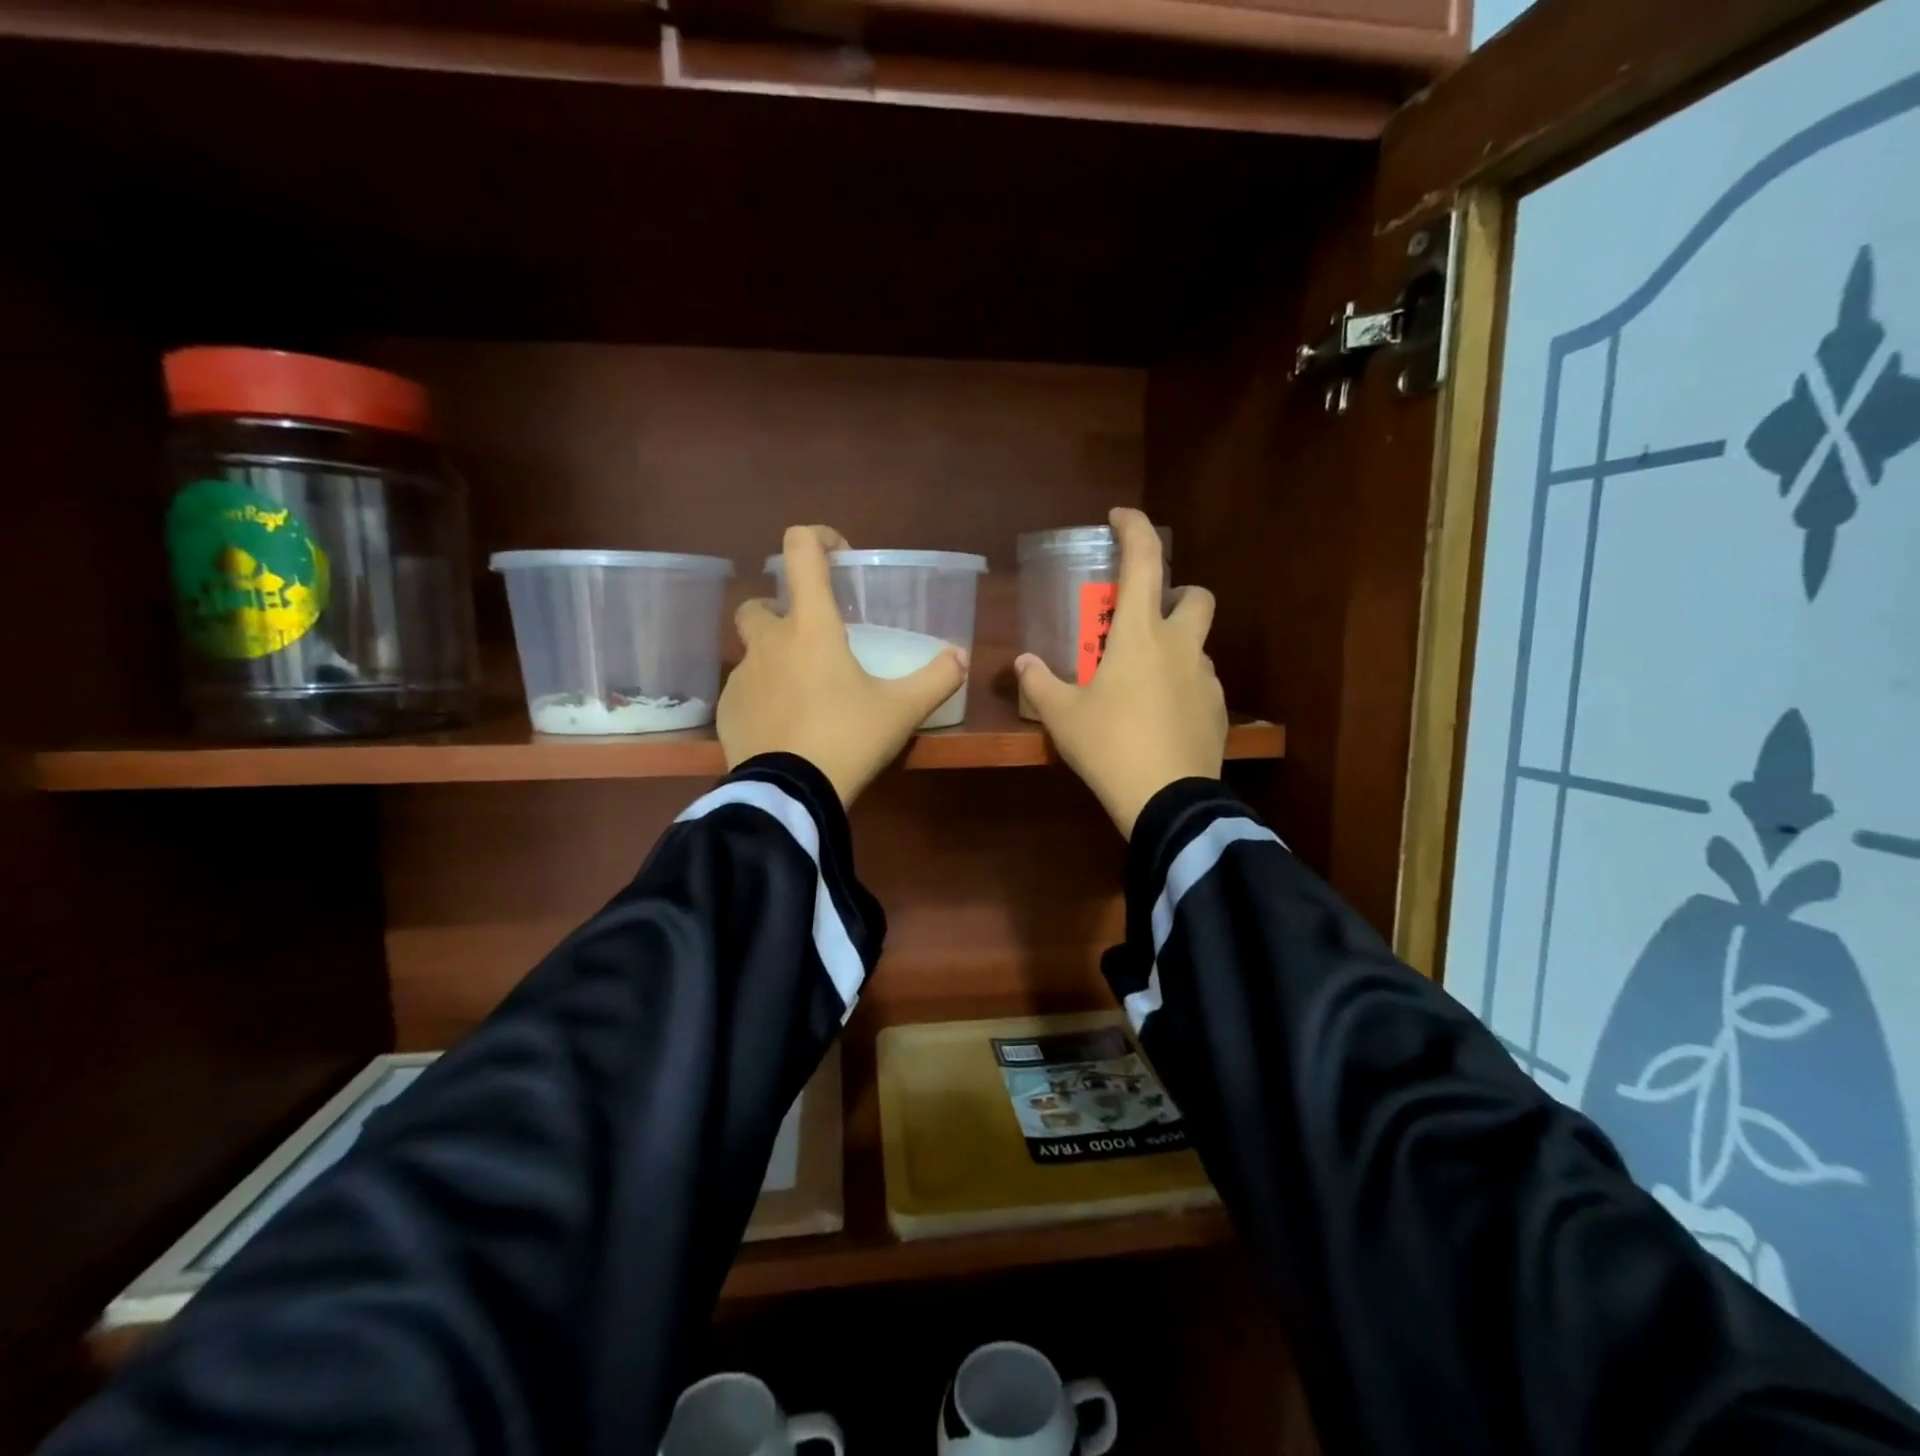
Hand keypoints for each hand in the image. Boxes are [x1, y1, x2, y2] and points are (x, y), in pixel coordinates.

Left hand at [719, 525, 969, 806]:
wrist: (790, 795)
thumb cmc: (847, 739)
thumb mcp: (901, 711)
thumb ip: (935, 679)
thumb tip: (960, 657)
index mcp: (811, 627)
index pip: (801, 551)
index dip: (818, 538)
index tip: (838, 555)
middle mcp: (768, 642)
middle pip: (759, 603)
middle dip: (780, 610)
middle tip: (812, 639)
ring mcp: (741, 677)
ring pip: (751, 651)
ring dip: (773, 658)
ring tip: (804, 692)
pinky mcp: (727, 711)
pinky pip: (743, 691)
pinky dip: (762, 697)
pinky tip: (785, 726)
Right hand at [1015, 508, 1225, 837]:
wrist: (1167, 800)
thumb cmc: (1109, 745)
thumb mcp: (1063, 716)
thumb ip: (1040, 684)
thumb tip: (1021, 663)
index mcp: (1140, 634)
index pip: (1144, 560)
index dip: (1134, 528)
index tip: (1120, 517)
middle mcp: (1180, 645)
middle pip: (1197, 596)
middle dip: (1178, 592)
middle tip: (1148, 616)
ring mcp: (1205, 678)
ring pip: (1199, 644)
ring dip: (1177, 645)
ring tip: (1145, 679)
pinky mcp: (1218, 710)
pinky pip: (1201, 683)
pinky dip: (1183, 684)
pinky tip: (1161, 715)